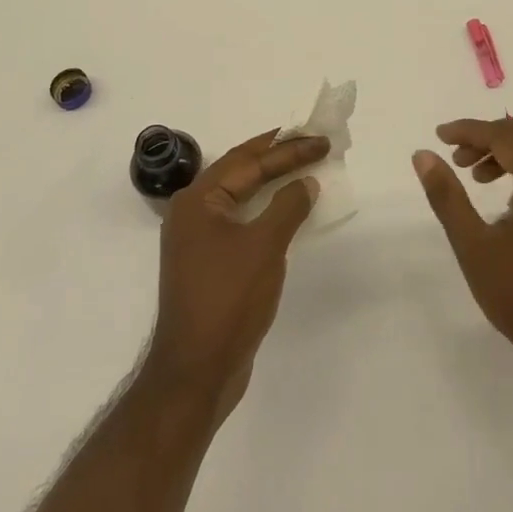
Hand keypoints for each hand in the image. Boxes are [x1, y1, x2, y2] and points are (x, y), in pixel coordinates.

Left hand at [144, 130, 325, 417]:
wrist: (196, 371)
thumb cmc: (228, 299)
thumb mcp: (264, 246)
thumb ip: (287, 206)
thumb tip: (306, 182)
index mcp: (198, 200)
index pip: (248, 161)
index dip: (287, 149)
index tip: (320, 140)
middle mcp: (192, 211)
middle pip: (240, 171)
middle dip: (277, 156)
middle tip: (312, 141)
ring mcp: (198, 239)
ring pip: (240, 196)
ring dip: (272, 181)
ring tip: (303, 167)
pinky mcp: (208, 262)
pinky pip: (241, 220)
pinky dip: (265, 209)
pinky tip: (286, 209)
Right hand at [413, 115, 512, 385]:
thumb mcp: (472, 245)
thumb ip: (446, 195)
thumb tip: (423, 154)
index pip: (504, 136)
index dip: (469, 130)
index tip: (439, 135)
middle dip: (488, 133)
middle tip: (457, 155)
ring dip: (504, 147)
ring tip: (472, 174)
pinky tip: (497, 190)